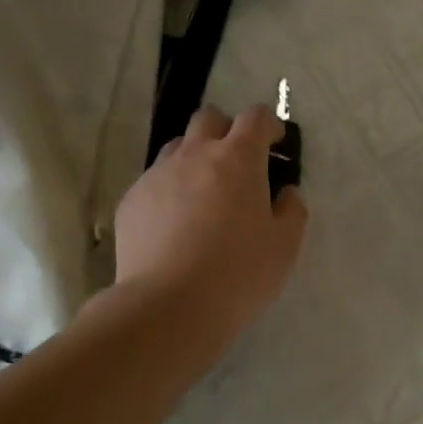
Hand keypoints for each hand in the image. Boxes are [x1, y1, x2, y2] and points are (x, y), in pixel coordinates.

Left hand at [114, 104, 307, 344]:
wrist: (169, 306)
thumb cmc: (239, 273)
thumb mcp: (285, 246)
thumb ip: (292, 210)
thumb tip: (285, 193)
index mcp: (238, 159)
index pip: (256, 117)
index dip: (269, 124)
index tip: (275, 144)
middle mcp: (194, 155)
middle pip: (209, 119)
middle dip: (227, 131)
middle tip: (238, 164)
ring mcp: (157, 176)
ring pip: (177, 148)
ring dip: (195, 158)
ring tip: (204, 195)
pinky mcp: (131, 201)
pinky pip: (154, 182)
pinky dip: (170, 192)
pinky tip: (175, 227)